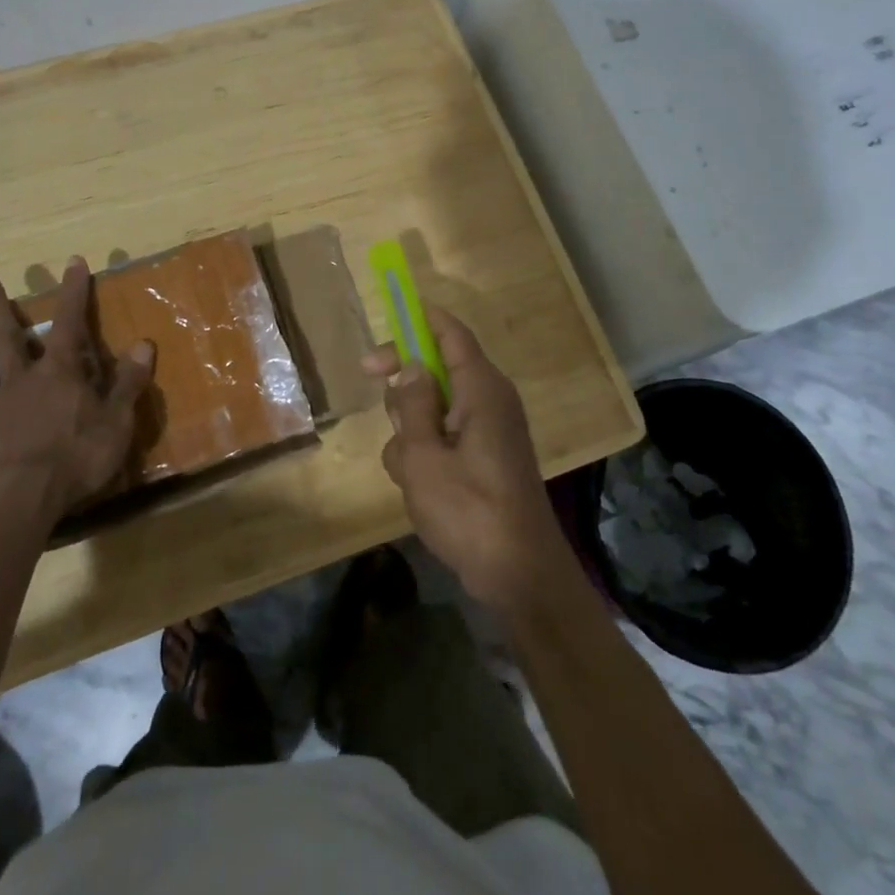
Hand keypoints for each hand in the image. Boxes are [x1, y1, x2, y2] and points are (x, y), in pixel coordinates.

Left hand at [0, 259, 154, 538]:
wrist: (19, 503)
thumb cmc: (75, 459)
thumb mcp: (116, 421)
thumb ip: (127, 383)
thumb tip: (144, 344)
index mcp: (58, 374)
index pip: (69, 323)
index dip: (74, 292)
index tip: (73, 262)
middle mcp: (20, 382)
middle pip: (6, 337)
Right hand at [363, 307, 569, 613]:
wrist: (519, 576)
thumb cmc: (469, 510)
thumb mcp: (423, 456)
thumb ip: (412, 404)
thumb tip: (410, 364)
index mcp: (481, 389)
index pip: (450, 332)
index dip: (418, 319)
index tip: (385, 318)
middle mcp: (489, 400)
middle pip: (437, 367)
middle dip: (405, 382)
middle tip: (375, 390)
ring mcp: (489, 431)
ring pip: (435, 406)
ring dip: (411, 428)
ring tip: (410, 469)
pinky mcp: (485, 458)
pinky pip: (445, 436)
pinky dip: (425, 452)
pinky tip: (419, 487)